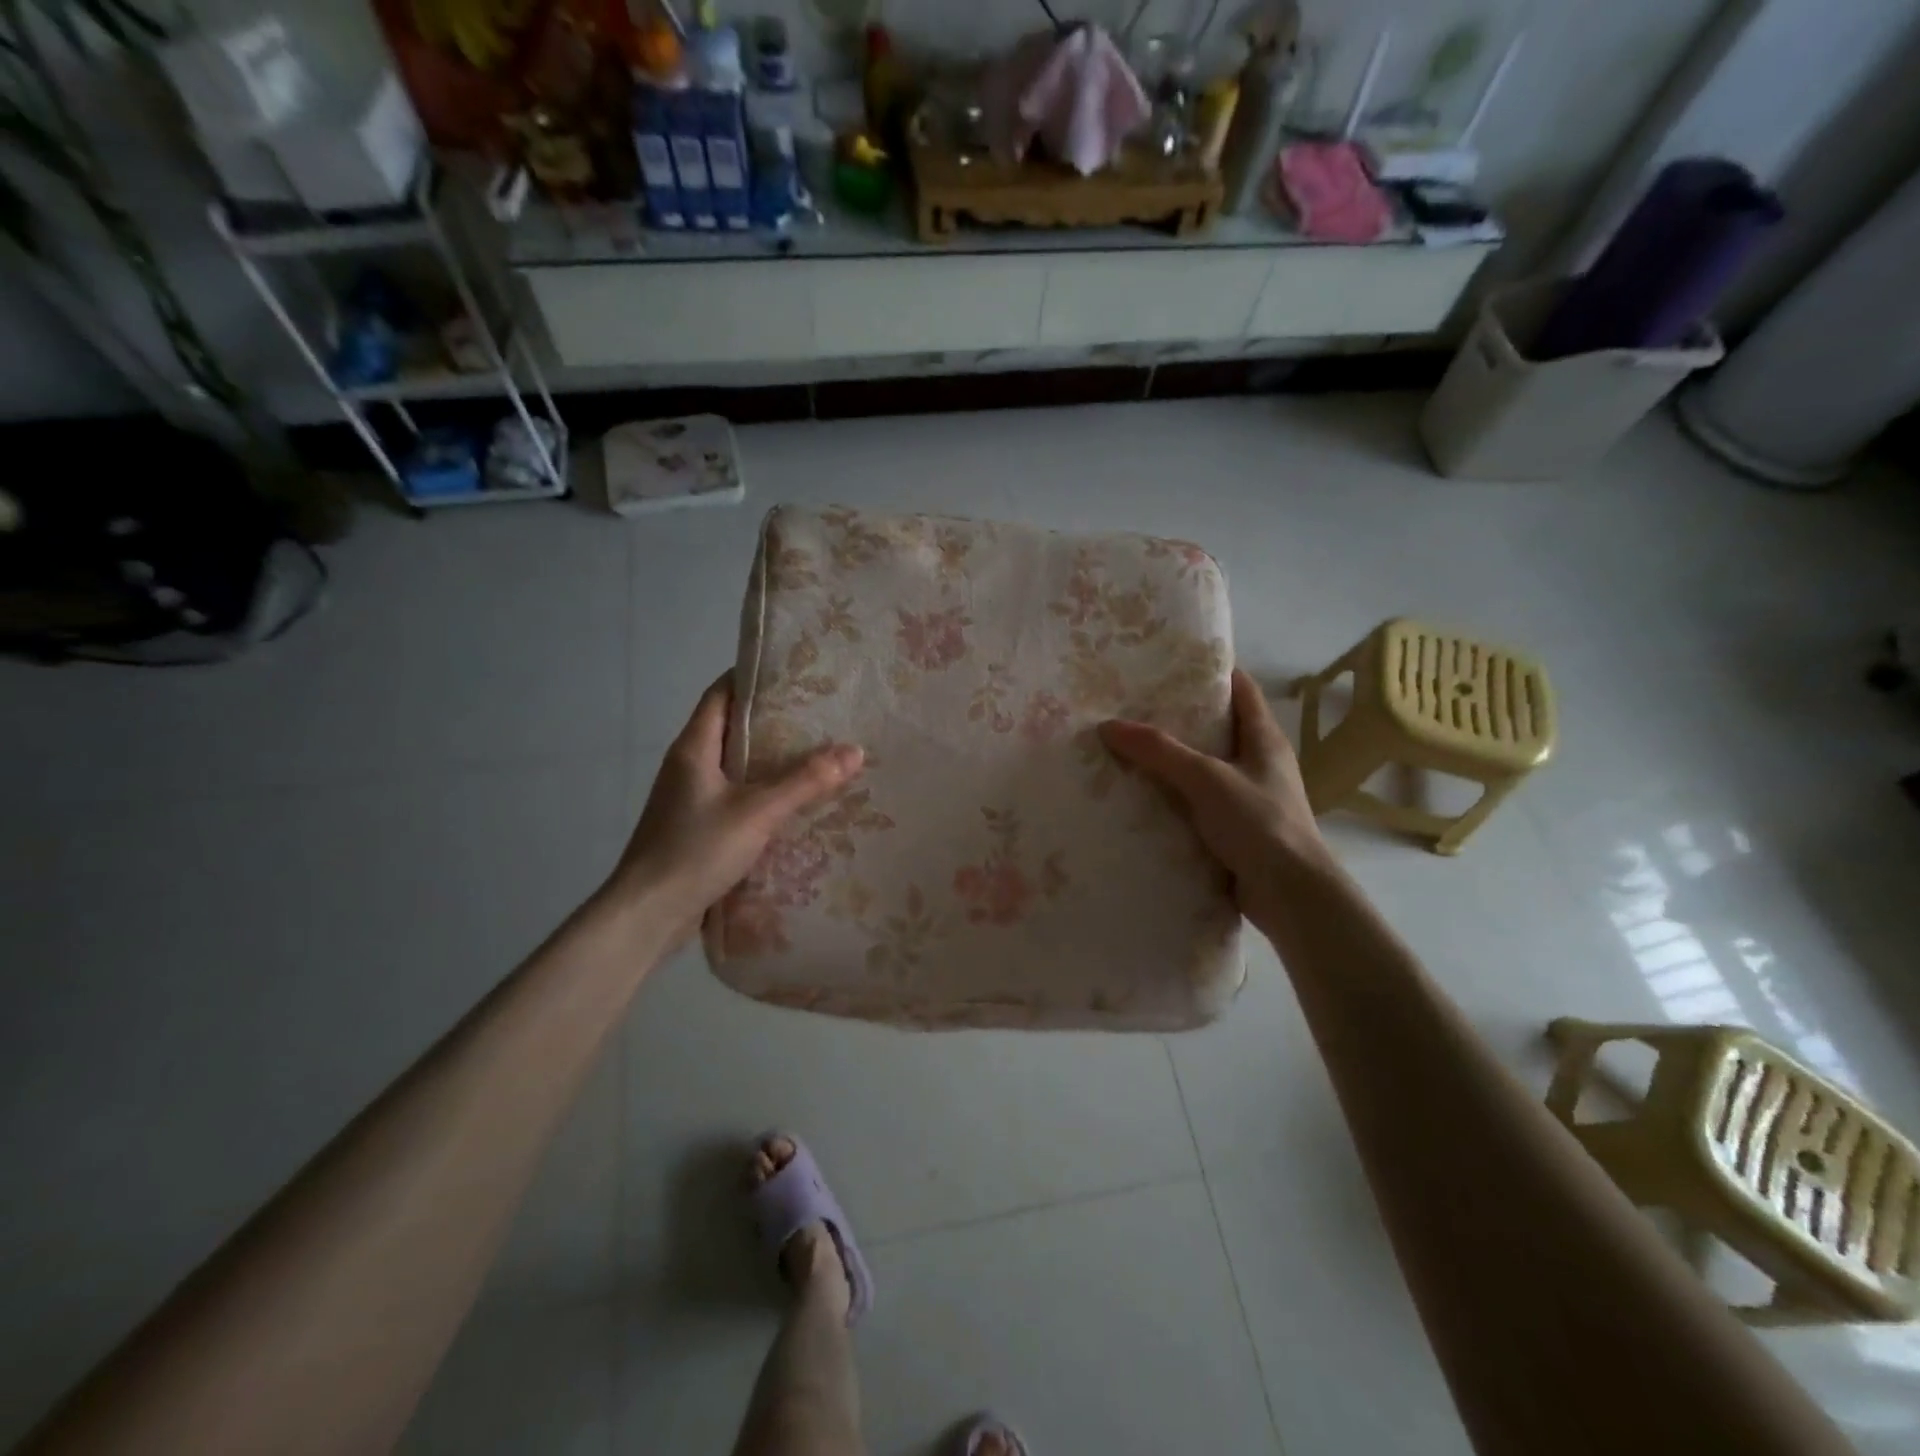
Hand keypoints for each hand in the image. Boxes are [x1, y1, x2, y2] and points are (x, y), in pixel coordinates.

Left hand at [608, 674, 863, 938]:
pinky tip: (796, 803)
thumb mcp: (757, 812)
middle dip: (775, 720)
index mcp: (694, 748)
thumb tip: (855, 750)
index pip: (721, 693)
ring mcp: (691, 798)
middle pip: (733, 728)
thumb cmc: (695, 850)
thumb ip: (806, 781)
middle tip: (821, 715)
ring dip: (772, 760)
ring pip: (737, 766)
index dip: (753, 677)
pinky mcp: (698, 827)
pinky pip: (737, 797)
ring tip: (819, 754)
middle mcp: (689, 766)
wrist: (647, 915)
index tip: (795, 672)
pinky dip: (765, 793)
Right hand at [1099, 668, 1327, 919]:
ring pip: (1203, 770)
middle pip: (1216, 729)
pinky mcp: (1234, 831)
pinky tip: (1138, 799)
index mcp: (1264, 739)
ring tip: (1125, 750)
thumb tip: (1108, 725)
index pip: (1240, 689)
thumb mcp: (1206, 778)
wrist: (1291, 896)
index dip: (1210, 672)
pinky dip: (1172, 799)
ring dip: (1170, 763)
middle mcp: (1258, 763)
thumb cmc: (1259, 823)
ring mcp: (1247, 799)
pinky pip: (1197, 805)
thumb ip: (1159, 751)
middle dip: (1177, 718)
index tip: (1168, 664)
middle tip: (1131, 707)